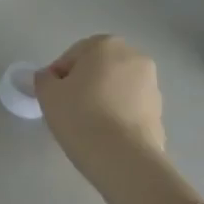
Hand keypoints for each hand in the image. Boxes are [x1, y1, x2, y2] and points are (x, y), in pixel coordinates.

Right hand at [34, 36, 167, 178]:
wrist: (124, 158)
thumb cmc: (81, 115)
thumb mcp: (47, 93)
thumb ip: (44, 78)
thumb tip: (49, 78)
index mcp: (106, 45)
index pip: (72, 55)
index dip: (58, 75)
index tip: (53, 96)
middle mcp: (134, 57)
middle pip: (98, 67)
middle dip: (84, 83)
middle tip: (68, 106)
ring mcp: (152, 85)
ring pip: (116, 86)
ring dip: (101, 97)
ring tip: (87, 123)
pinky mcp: (160, 112)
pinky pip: (129, 106)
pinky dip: (117, 113)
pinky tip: (104, 133)